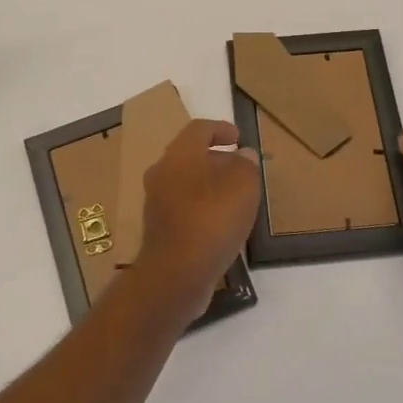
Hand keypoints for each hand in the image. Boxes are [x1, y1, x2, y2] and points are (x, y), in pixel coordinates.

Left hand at [136, 120, 261, 316]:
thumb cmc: (212, 219)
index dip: (221, 129)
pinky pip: (182, 207)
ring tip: (234, 197)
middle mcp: (162, 171)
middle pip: (190, 155)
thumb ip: (246, 164)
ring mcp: (156, 201)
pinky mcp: (158, 229)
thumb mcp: (244, 185)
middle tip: (240, 168)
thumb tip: (243, 155)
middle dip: (216, 158)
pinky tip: (219, 223)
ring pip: (185, 182)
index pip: (199, 129)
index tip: (239, 138)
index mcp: (180, 153)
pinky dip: (201, 207)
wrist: (176, 274)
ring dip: (208, 184)